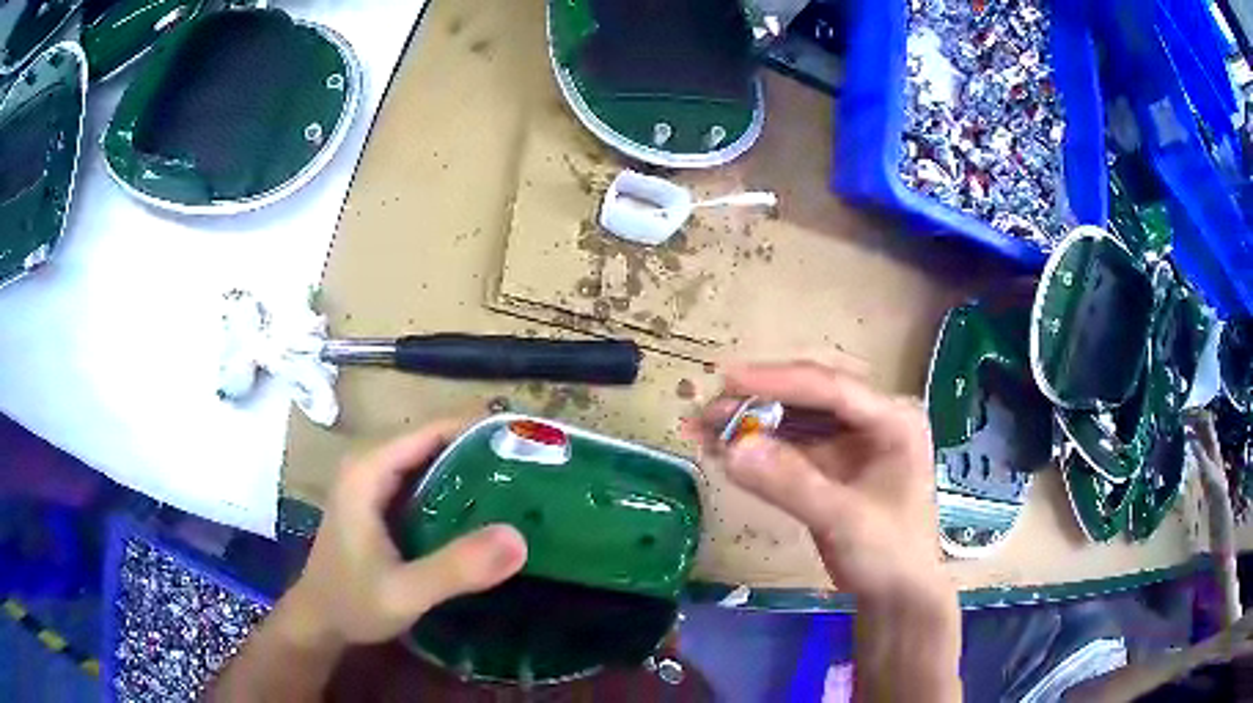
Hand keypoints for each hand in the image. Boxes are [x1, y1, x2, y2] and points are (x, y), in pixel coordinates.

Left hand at [285, 420, 528, 647]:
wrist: (320, 622)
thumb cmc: (353, 603)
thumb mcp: (405, 592)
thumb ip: (456, 568)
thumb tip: (519, 538)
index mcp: (368, 471)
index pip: (432, 430)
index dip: (479, 431)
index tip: (529, 445)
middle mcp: (368, 465)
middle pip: (433, 441)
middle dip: (481, 451)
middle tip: (533, 471)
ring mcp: (372, 483)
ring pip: (429, 461)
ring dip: (470, 470)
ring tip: (520, 486)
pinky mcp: (378, 502)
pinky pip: (422, 482)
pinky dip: (454, 490)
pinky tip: (484, 512)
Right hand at [695, 362, 947, 604]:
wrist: (897, 598)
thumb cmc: (889, 555)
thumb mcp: (844, 520)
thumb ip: (791, 484)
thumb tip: (731, 449)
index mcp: (893, 420)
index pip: (832, 388)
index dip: (778, 381)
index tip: (727, 381)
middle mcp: (873, 421)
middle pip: (810, 397)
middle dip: (758, 401)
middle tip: (707, 411)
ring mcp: (852, 443)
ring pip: (796, 421)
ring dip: (752, 424)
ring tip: (704, 430)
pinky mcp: (832, 466)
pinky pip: (791, 448)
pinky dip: (759, 449)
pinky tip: (725, 451)